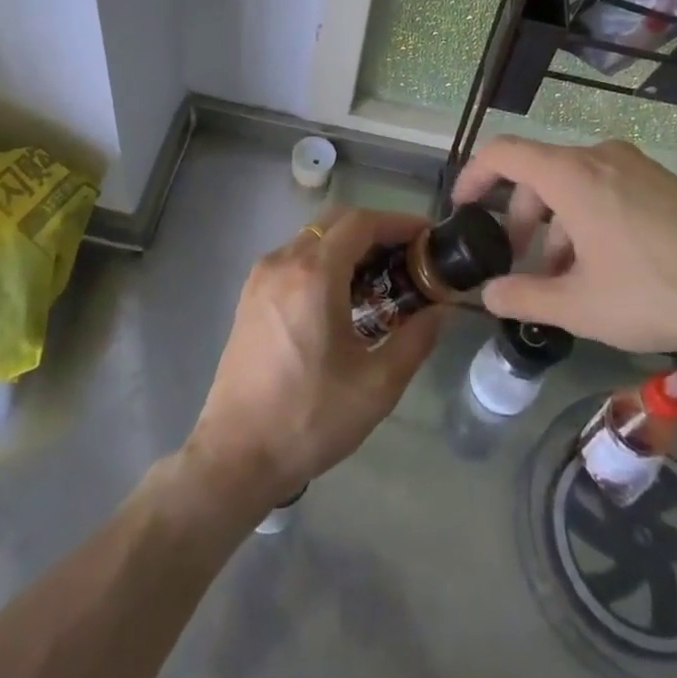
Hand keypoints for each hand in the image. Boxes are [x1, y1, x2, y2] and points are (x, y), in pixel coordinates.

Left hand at [185, 208, 441, 510]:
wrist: (236, 455)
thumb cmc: (310, 418)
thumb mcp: (377, 385)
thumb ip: (416, 339)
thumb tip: (440, 310)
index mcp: (314, 274)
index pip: (361, 223)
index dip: (398, 222)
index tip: (427, 236)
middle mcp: (283, 262)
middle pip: (335, 222)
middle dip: (375, 231)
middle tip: (408, 257)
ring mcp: (261, 277)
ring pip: (312, 238)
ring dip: (348, 246)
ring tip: (380, 278)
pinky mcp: (250, 296)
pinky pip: (294, 258)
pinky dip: (324, 261)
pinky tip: (342, 297)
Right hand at [451, 136, 676, 356]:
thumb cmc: (655, 292)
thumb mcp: (579, 306)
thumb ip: (524, 297)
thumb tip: (487, 295)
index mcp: (572, 175)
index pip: (504, 154)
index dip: (474, 177)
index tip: (462, 208)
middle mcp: (601, 156)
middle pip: (539, 174)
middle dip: (520, 218)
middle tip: (519, 265)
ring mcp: (637, 167)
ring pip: (574, 185)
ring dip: (557, 226)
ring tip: (566, 279)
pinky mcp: (665, 183)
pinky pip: (607, 189)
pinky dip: (588, 220)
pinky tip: (605, 268)